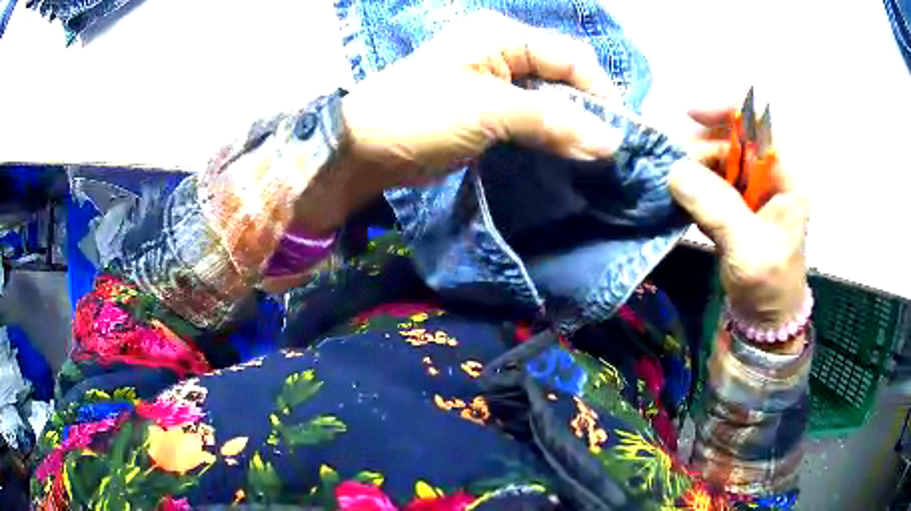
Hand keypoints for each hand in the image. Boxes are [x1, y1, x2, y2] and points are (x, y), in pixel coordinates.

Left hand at [339, 10, 622, 189]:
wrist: (366, 149)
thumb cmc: (421, 115)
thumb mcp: (489, 111)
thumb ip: (553, 121)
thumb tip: (610, 142)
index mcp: (503, 36)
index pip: (570, 57)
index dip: (600, 93)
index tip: (622, 133)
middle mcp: (504, 51)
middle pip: (563, 77)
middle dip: (587, 112)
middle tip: (609, 152)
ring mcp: (495, 81)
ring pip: (549, 100)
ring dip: (570, 128)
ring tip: (592, 159)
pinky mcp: (489, 110)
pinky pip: (532, 119)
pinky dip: (549, 137)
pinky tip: (564, 157)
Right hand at [669, 107, 808, 339]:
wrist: (766, 319)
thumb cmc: (769, 286)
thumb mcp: (748, 250)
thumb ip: (717, 209)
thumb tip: (675, 171)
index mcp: (787, 178)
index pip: (760, 124)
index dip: (727, 110)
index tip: (690, 114)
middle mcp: (770, 176)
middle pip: (734, 138)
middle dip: (701, 145)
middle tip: (672, 164)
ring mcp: (753, 190)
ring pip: (719, 158)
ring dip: (693, 166)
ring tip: (671, 184)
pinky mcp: (738, 204)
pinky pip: (712, 181)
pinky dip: (693, 184)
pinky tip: (680, 198)